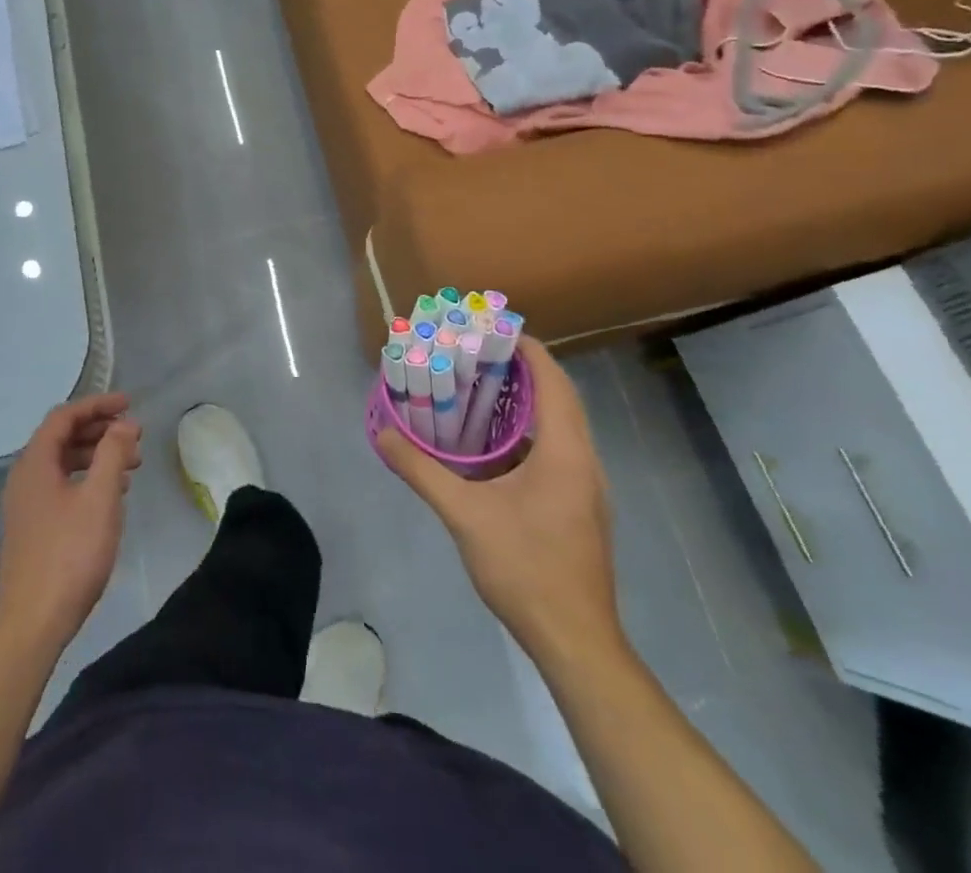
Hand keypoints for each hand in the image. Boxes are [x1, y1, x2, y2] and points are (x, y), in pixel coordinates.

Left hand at [0, 395, 141, 650]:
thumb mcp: (100, 498)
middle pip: (62, 437)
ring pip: (63, 462)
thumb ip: (113, 453)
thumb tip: (123, 423)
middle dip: (100, 430)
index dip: (97, 404)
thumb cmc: (69, 555)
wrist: (31, 624)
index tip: (129, 405)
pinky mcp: (32, 527)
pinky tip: (111, 495)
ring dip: (96, 455)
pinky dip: (87, 478)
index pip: (64, 416)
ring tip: (131, 466)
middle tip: (134, 436)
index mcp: (35, 463)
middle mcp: (24, 477)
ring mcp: (25, 504)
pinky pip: (60, 485)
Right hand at [379, 338, 623, 670]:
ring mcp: (587, 485)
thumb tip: (383, 434)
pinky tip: (494, 445)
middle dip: (523, 369)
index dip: (527, 348)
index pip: (553, 379)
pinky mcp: (581, 506)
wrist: (576, 642)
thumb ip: (422, 471)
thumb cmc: (525, 568)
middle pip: (560, 396)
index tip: (491, 329)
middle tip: (478, 354)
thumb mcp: (465, 515)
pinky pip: (558, 449)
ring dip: (527, 401)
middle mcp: (584, 460)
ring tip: (482, 388)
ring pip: (560, 425)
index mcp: (565, 451)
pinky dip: (529, 432)